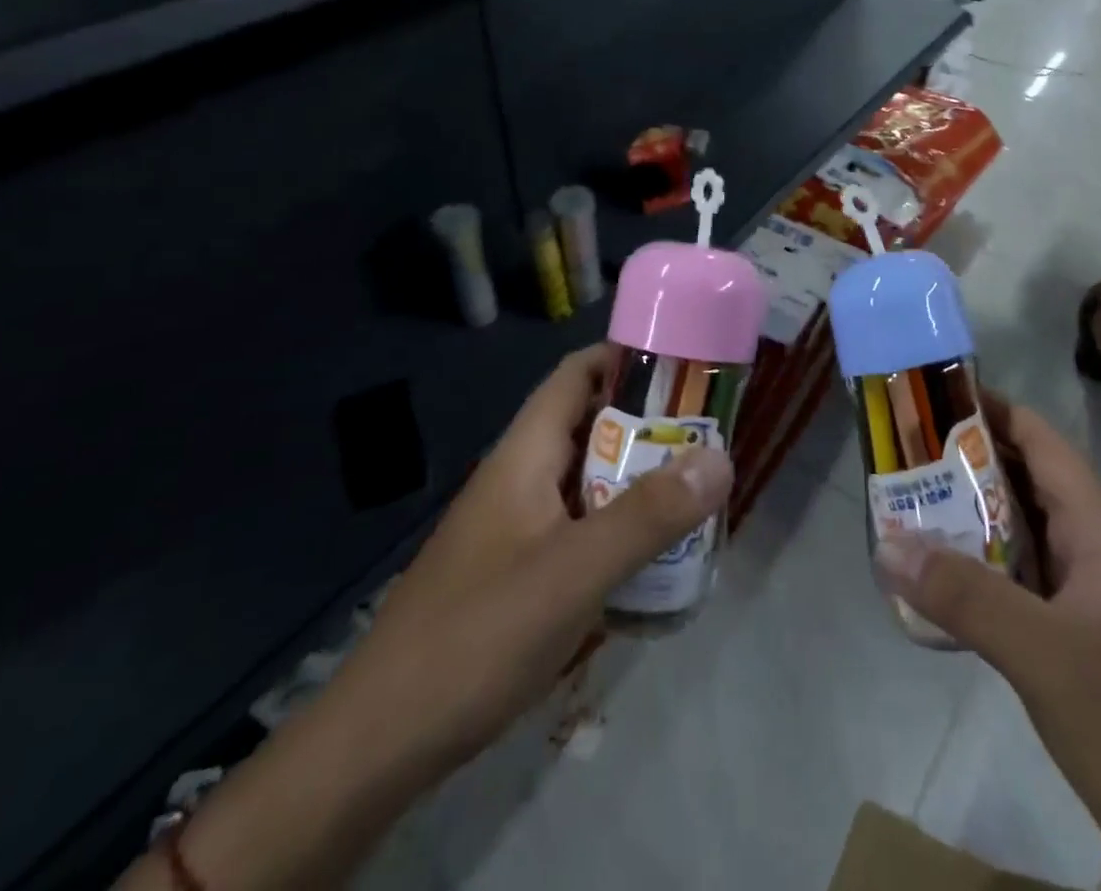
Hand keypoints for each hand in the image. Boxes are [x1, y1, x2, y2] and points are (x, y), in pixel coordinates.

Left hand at [357, 344, 733, 776]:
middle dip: (647, 424)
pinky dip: (616, 528)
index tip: (684, 365)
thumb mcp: (574, 571)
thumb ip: (649, 515)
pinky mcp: (514, 573)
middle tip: (707, 436)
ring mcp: (514, 528)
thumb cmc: (478, 635)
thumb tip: (721, 458)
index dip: (626, 357)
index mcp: (524, 455)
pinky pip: (577, 528)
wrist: (380, 742)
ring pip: (586, 481)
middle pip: (588, 426)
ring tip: (695, 491)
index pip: (576, 375)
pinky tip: (651, 558)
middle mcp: (518, 478)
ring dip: (635, 479)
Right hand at [873, 396, 1100, 890]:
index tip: (929, 395)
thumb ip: (966, 597)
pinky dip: (977, 582)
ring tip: (903, 513)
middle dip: (963, 466)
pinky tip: (937, 594)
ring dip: (966, 526)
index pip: (1041, 442)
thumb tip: (888, 544)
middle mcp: (1094, 556)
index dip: (990, 409)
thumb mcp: (1048, 657)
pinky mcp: (1079, 654)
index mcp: (1100, 533)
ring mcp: (1089, 607)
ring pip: (1018, 542)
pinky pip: (1019, 595)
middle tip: (899, 457)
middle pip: (1023, 487)